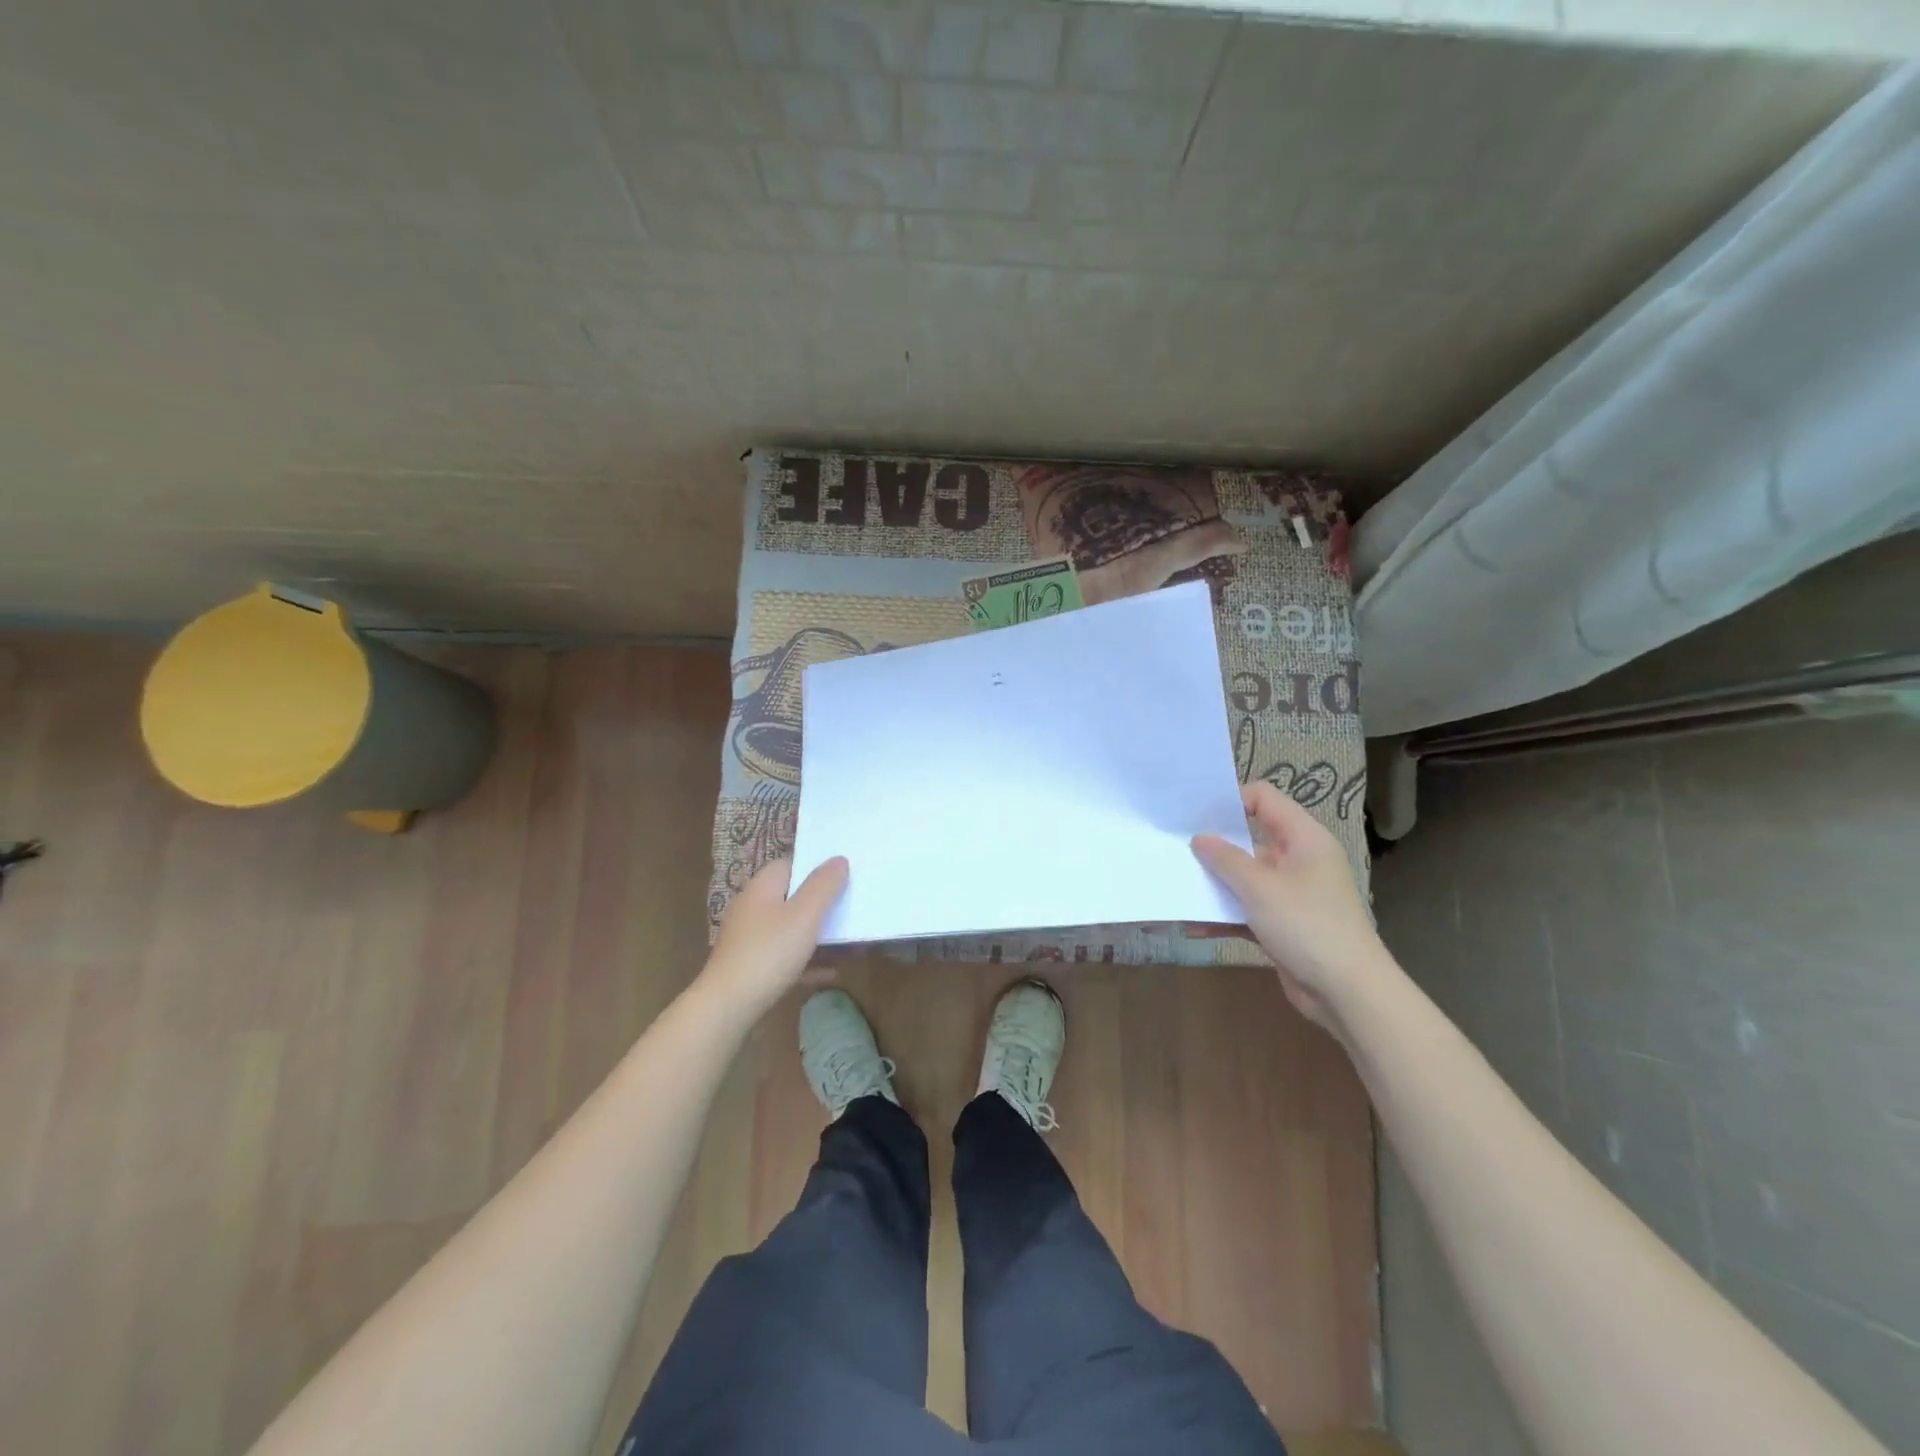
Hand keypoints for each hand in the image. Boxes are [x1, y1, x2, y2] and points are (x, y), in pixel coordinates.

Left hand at [701, 857, 848, 1015]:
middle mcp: (753, 908)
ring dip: (819, 935)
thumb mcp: (804, 916)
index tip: (844, 875)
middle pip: (792, 897)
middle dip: (822, 904)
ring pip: (791, 929)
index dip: (816, 867)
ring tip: (850, 943)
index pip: (790, 864)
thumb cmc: (769, 953)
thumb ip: (824, 886)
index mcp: (762, 888)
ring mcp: (750, 939)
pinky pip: (785, 957)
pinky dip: (807, 961)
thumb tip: (838, 859)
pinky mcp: (751, 967)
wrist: (728, 1007)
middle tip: (852, 907)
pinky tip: (831, 972)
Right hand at [1192, 784, 1389, 1029]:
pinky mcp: (1283, 925)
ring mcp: (1291, 894)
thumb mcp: (1260, 887)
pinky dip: (1224, 915)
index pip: (1264, 798)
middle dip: (1214, 846)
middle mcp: (1298, 860)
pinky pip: (1246, 910)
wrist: (1348, 992)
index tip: (1195, 815)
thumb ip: (1225, 859)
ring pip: (1245, 877)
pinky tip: (1193, 925)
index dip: (1231, 800)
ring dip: (1214, 884)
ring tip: (1177, 887)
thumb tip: (1199, 839)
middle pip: (1250, 839)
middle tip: (1175, 848)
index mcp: (1303, 838)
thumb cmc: (1307, 925)